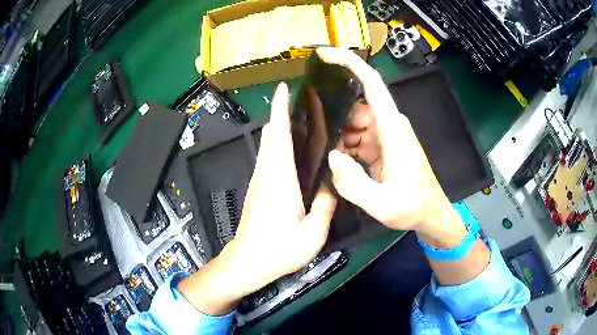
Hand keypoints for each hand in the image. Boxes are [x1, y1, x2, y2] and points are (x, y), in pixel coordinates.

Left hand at [230, 81, 336, 289]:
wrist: (247, 262)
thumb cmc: (279, 250)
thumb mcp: (313, 233)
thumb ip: (325, 205)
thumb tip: (331, 184)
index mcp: (280, 179)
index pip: (279, 135)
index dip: (280, 110)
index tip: (283, 89)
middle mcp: (266, 173)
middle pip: (271, 135)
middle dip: (281, 114)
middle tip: (300, 101)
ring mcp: (259, 181)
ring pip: (267, 146)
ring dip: (278, 128)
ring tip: (299, 119)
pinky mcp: (257, 189)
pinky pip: (267, 158)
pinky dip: (276, 144)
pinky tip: (291, 149)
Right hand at [318, 48, 462, 244]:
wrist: (431, 215)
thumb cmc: (413, 208)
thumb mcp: (382, 204)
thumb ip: (353, 183)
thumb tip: (332, 155)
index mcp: (393, 129)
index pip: (371, 84)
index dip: (349, 63)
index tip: (324, 55)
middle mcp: (389, 125)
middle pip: (355, 107)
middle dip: (334, 120)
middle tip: (317, 142)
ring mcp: (386, 135)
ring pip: (354, 124)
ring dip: (339, 138)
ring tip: (330, 160)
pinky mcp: (383, 146)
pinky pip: (359, 138)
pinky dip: (346, 148)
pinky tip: (340, 165)